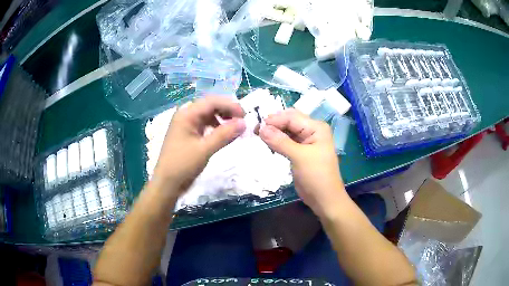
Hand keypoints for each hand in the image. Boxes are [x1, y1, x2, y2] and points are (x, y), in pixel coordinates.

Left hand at [152, 96, 245, 196]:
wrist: (167, 184)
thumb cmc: (182, 165)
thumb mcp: (205, 149)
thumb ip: (224, 134)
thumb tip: (244, 122)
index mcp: (186, 114)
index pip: (211, 101)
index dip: (230, 105)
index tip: (245, 116)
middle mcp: (186, 115)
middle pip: (210, 105)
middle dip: (227, 110)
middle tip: (242, 121)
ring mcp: (187, 125)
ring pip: (208, 115)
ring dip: (222, 119)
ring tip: (235, 128)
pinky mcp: (189, 134)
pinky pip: (205, 125)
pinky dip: (216, 127)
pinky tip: (224, 134)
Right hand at [258, 109, 345, 216]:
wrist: (324, 199)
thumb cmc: (316, 176)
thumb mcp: (299, 157)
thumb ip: (280, 142)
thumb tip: (261, 128)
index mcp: (316, 127)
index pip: (291, 117)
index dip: (274, 120)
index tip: (256, 127)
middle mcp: (312, 130)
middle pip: (289, 121)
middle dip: (274, 124)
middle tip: (256, 130)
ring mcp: (306, 141)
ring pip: (287, 130)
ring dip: (274, 132)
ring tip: (258, 135)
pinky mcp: (300, 151)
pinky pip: (287, 140)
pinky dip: (277, 140)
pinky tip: (267, 142)